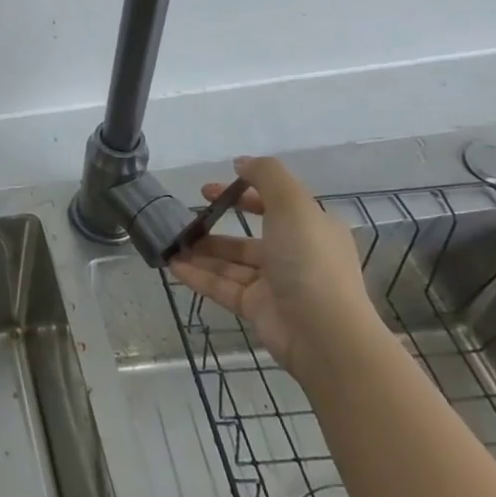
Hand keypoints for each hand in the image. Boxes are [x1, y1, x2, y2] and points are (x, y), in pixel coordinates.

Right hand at [168, 155, 381, 379]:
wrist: (325, 334)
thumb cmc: (309, 261)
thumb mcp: (293, 205)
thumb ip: (267, 176)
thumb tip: (240, 162)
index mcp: (311, 229)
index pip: (274, 205)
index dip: (242, 194)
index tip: (208, 190)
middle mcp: (294, 255)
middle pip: (248, 237)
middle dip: (216, 227)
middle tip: (184, 218)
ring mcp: (275, 284)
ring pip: (231, 263)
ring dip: (201, 252)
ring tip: (171, 243)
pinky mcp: (257, 308)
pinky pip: (222, 287)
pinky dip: (198, 276)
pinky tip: (172, 265)